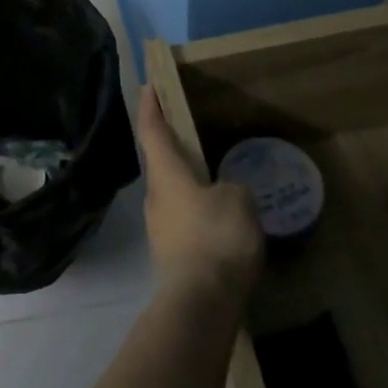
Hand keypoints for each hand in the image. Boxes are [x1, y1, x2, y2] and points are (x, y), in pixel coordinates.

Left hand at [136, 87, 264, 306]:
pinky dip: (196, 210)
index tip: (148, 85)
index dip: (150, 105)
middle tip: (191, 131)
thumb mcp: (238, 201)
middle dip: (171, 145)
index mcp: (166, 173)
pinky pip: (182, 218)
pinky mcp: (170, 252)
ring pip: (171, 192)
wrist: (200, 303)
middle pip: (159, 161)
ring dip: (187, 181)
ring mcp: (159, 226)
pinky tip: (219, 219)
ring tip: (215, 178)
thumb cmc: (216, 238)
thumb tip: (226, 191)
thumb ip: (233, 186)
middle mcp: (155, 195)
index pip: (152, 130)